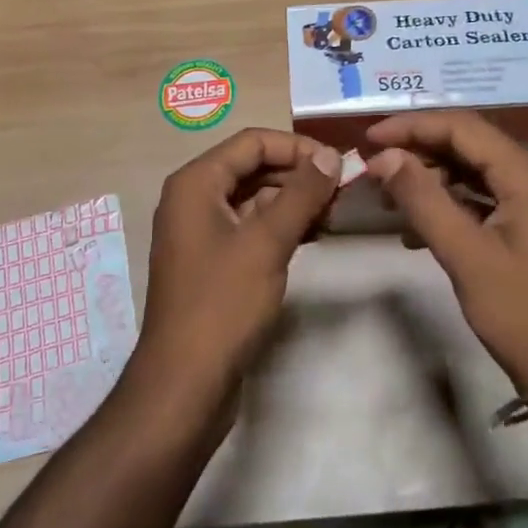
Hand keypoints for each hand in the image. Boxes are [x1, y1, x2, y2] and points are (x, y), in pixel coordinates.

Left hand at [136, 129, 339, 401]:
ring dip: (293, 201)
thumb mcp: (267, 242)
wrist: (184, 385)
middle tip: (343, 191)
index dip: (297, 147)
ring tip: (335, 214)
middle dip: (298, 175)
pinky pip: (250, 227)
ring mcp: (201, 232)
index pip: (252, 142)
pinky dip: (281, 226)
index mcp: (195, 182)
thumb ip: (301, 193)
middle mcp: (193, 199)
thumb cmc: (223, 304)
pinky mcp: (212, 262)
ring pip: (253, 199)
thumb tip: (331, 155)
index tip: (337, 164)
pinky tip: (314, 235)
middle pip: (252, 167)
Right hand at [364, 110, 527, 389]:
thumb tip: (384, 158)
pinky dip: (448, 200)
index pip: (462, 127)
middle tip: (375, 170)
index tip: (370, 140)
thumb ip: (422, 199)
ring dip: (429, 177)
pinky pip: (482, 193)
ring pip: (472, 167)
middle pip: (467, 142)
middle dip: (418, 151)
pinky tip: (415, 227)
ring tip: (387, 198)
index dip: (412, 126)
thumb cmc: (521, 313)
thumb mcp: (464, 255)